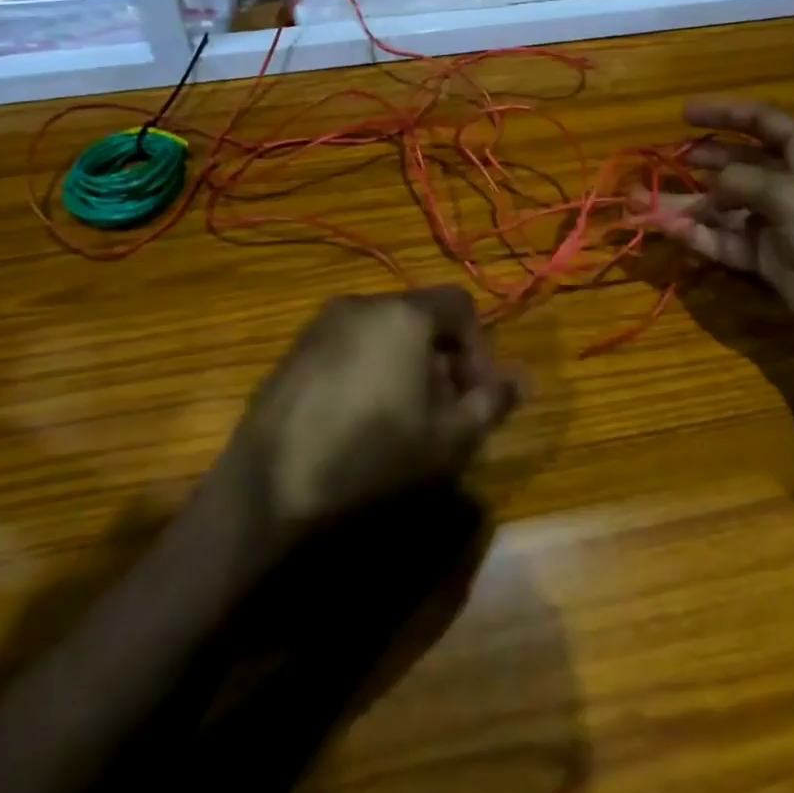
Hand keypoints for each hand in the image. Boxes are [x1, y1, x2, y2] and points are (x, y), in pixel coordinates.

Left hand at [227, 287, 524, 532]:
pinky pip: (349, 346)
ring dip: (407, 366)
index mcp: (404, 313)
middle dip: (444, 359)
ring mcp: (320, 325)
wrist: (270, 489)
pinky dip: (369, 370)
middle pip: (420, 317)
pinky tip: (361, 421)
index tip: (477, 395)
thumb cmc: (373, 457)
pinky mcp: (293, 351)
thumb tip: (523, 379)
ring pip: (384, 332)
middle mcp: (361, 303)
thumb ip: (491, 402)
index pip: (460, 304)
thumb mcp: (448, 439)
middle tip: (445, 413)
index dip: (480, 347)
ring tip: (405, 421)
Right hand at [639, 100, 793, 364]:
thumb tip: (709, 175)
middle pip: (738, 164)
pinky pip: (727, 241)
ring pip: (724, 207)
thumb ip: (744, 180)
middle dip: (700, 161)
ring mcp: (778, 224)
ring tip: (642, 201)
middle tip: (662, 160)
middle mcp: (791, 185)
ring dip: (687, 204)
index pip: (762, 122)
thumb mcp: (793, 197)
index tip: (684, 114)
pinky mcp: (769, 260)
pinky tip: (669, 230)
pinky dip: (700, 236)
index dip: (725, 113)